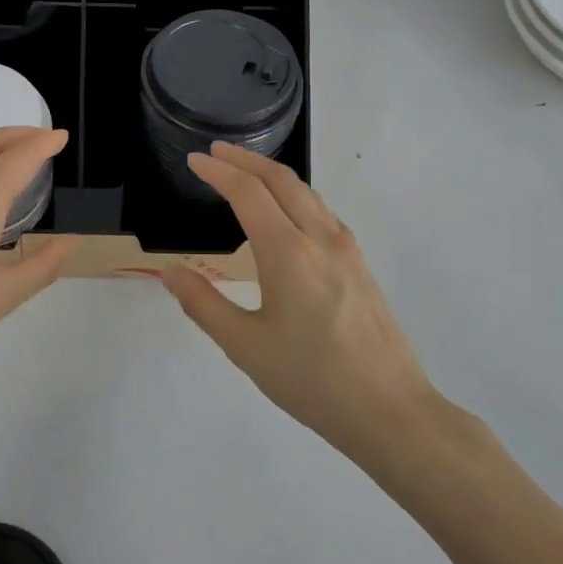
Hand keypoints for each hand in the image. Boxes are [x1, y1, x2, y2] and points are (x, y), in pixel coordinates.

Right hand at [158, 143, 438, 463]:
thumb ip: (204, 304)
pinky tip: (286, 214)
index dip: (218, 172)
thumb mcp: (245, 346)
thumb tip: (171, 272)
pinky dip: (295, 196)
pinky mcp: (360, 265)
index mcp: (288, 253)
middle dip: (245, 160)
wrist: (391, 411)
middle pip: (281, 180)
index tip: (195, 160)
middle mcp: (320, 239)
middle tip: (215, 152)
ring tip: (245, 173)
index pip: (248, 193)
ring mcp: (347, 250)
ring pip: (307, 193)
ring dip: (272, 175)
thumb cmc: (311, 380)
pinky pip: (322, 212)